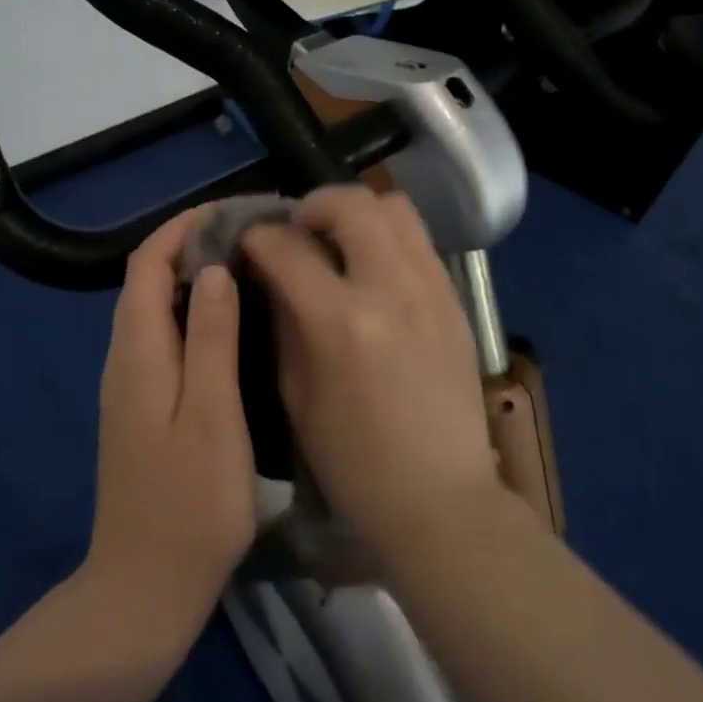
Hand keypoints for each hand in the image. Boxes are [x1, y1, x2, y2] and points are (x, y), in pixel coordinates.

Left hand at [84, 206, 255, 647]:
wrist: (145, 587)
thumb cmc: (190, 502)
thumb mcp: (212, 414)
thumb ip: (210, 337)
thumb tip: (213, 268)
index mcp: (138, 351)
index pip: (147, 263)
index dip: (183, 228)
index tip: (230, 210)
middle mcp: (125, 358)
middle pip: (146, 280)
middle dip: (190, 245)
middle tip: (249, 237)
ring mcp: (129, 385)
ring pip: (153, 308)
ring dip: (191, 277)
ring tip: (246, 268)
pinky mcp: (141, 407)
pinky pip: (161, 337)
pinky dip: (190, 312)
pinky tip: (229, 325)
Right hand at [242, 186, 498, 562]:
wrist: (442, 498)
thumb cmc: (354, 461)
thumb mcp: (296, 395)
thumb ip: (282, 320)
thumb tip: (269, 271)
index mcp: (341, 323)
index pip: (289, 248)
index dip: (259, 236)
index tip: (248, 240)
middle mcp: (391, 290)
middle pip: (350, 203)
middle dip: (311, 205)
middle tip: (296, 230)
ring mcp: (431, 288)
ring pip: (394, 207)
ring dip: (355, 212)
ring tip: (337, 239)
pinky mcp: (455, 298)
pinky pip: (418, 238)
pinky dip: (387, 234)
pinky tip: (372, 266)